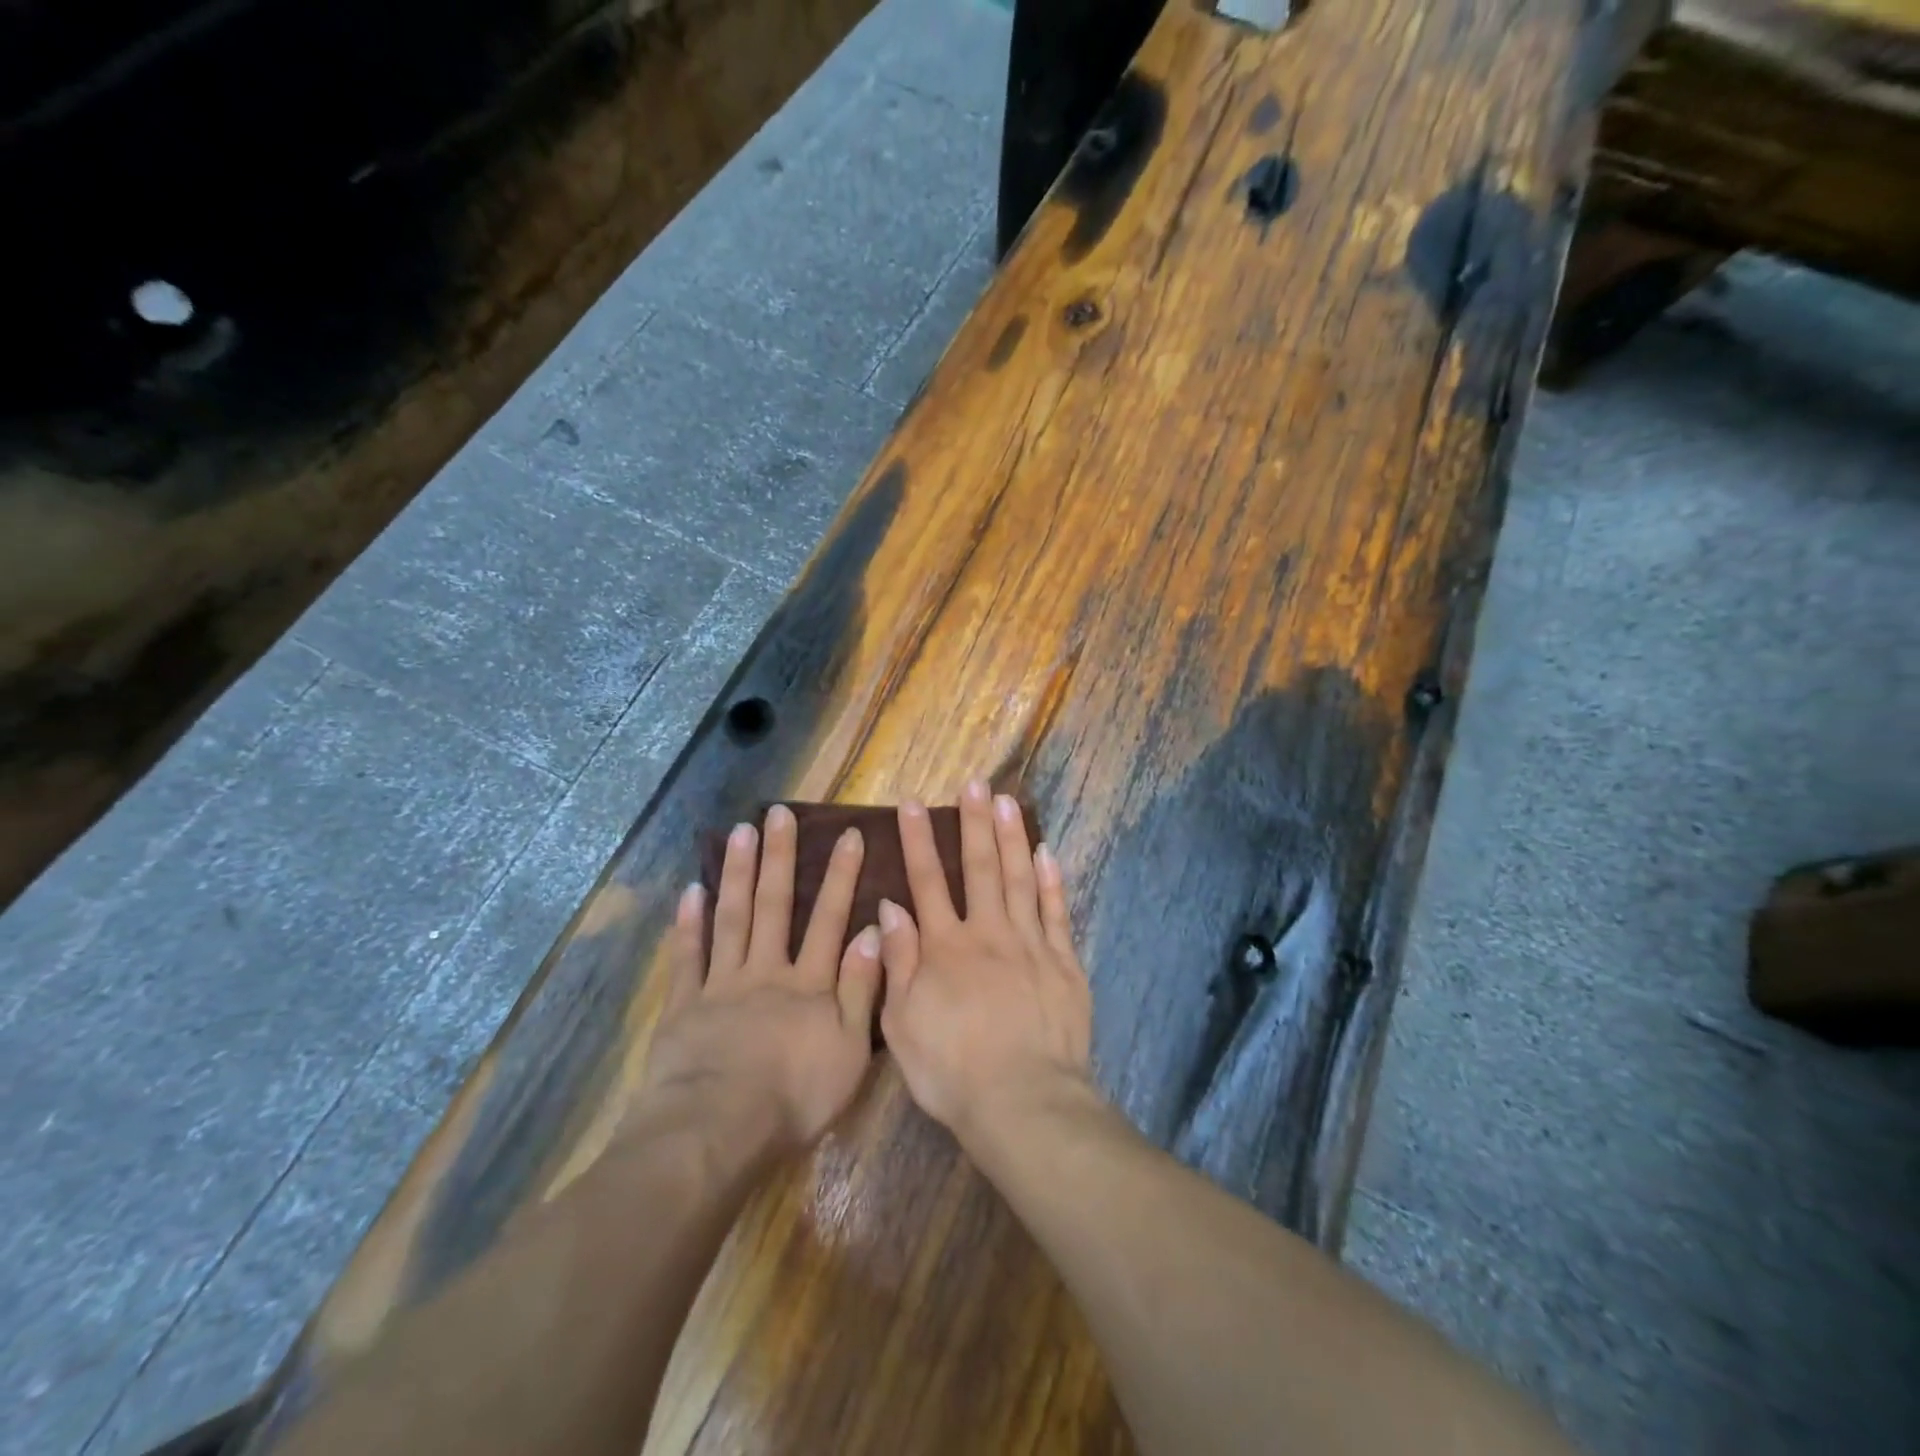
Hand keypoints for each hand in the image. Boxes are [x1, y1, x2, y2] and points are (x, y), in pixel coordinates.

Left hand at [639, 805, 882, 1169]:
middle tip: (779, 814)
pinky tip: (693, 889)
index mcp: (809, 984)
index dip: (841, 876)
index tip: (847, 834)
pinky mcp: (686, 1005)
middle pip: (775, 906)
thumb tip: (874, 931)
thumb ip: (861, 988)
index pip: (829, 919)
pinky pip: (689, 956)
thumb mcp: (849, 1049)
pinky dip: (690, 923)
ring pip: (733, 919)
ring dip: (738, 874)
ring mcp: (723, 984)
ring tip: (741, 832)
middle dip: (780, 858)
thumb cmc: (794, 1097)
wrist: (718, 1129)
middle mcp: (767, 971)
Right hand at [878, 779, 1093, 1148]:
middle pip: (980, 867)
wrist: (1022, 1101)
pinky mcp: (1064, 962)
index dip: (918, 841)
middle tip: (974, 784)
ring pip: (1020, 878)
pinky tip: (1046, 852)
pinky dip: (1051, 880)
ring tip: (1007, 801)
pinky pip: (1057, 912)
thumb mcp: (902, 1023)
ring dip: (1012, 837)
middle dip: (974, 822)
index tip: (912, 804)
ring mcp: (1030, 944)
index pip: (928, 882)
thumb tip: (890, 908)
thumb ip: (897, 962)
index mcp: (945, 947)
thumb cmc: (951, 1070)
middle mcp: (988, 933)